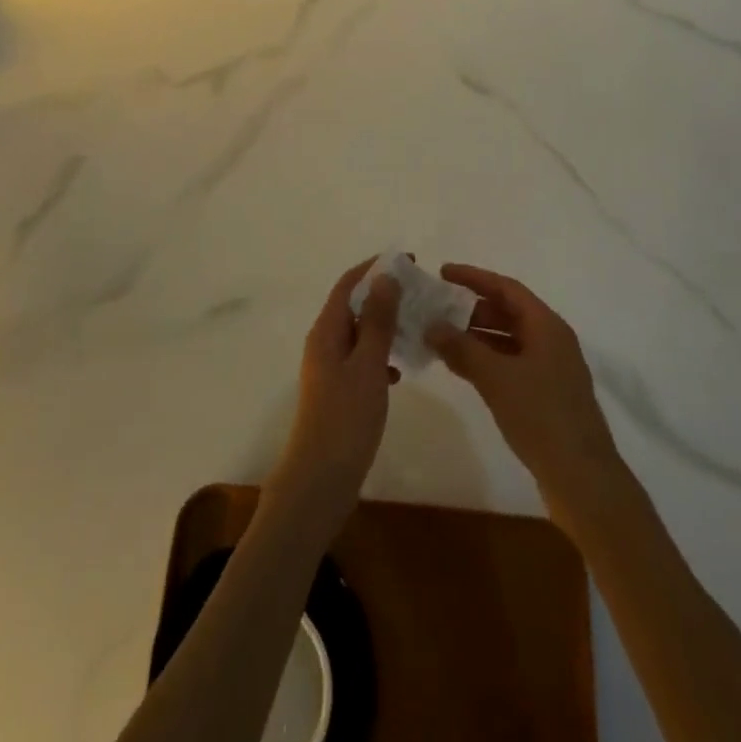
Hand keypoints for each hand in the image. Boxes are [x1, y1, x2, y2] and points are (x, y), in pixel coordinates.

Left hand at [267, 260, 399, 534]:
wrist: (321, 480)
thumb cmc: (345, 418)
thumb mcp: (367, 365)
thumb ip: (377, 321)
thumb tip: (386, 276)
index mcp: (326, 331)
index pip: (349, 283)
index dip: (375, 268)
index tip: (409, 260)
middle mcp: (324, 343)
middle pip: (353, 305)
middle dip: (384, 294)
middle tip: (419, 293)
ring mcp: (329, 369)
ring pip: (360, 334)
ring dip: (385, 325)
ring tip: (417, 326)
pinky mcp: (339, 392)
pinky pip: (362, 360)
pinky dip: (381, 356)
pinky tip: (401, 370)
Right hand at [426, 264, 625, 516]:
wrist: (583, 480)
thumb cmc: (541, 416)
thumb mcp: (496, 378)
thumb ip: (462, 348)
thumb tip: (431, 326)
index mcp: (547, 326)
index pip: (506, 288)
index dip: (474, 277)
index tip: (443, 272)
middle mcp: (551, 341)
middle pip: (508, 312)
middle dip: (471, 308)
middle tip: (437, 309)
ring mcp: (551, 370)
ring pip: (508, 340)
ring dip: (476, 337)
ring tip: (441, 339)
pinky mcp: (546, 396)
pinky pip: (511, 364)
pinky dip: (486, 361)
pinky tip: (462, 369)